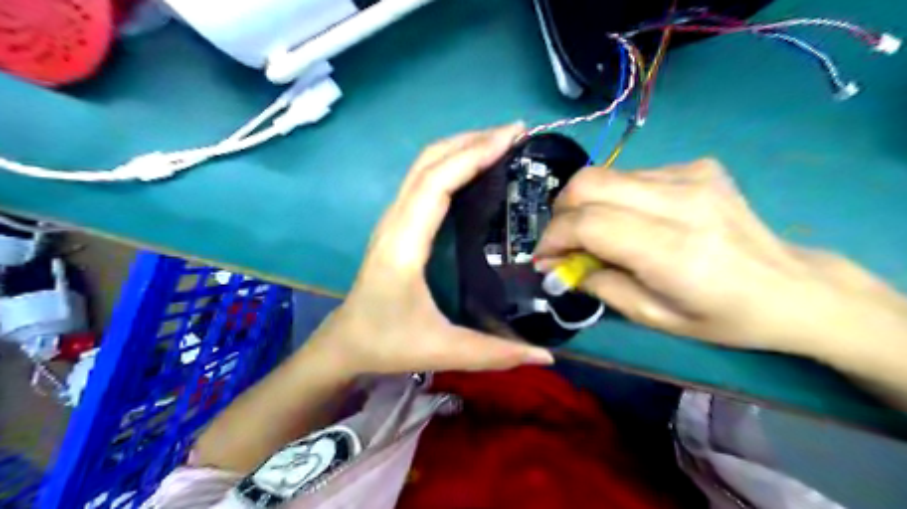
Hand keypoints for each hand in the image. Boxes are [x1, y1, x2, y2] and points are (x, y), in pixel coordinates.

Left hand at [309, 126, 555, 376]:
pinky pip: (423, 179)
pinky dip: (451, 163)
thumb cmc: (387, 343)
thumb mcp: (442, 350)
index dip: (473, 154)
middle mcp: (395, 221)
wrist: (346, 342)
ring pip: (423, 165)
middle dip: (472, 140)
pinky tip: (475, 169)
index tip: (512, 138)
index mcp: (404, 245)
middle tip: (516, 134)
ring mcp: (393, 219)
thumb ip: (494, 354)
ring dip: (461, 146)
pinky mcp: (397, 223)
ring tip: (501, 143)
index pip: (437, 183)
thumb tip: (548, 356)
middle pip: (428, 162)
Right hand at [532, 158, 906, 352]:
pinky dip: (614, 198)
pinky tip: (629, 220)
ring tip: (593, 234)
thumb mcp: (655, 318)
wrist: (793, 286)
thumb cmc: (724, 316)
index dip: (554, 237)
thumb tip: (557, 266)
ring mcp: (692, 175)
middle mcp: (681, 200)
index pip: (589, 223)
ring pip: (606, 175)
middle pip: (589, 182)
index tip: (544, 258)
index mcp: (674, 249)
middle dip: (560, 212)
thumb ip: (600, 286)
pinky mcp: (697, 166)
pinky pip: (631, 175)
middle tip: (562, 242)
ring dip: (585, 204)